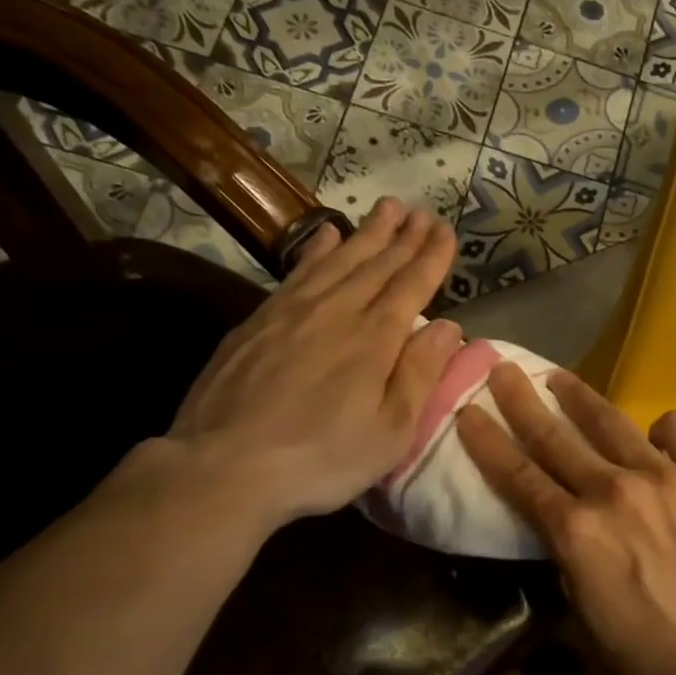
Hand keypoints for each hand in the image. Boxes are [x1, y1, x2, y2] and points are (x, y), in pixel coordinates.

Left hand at [165, 199, 459, 535]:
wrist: (225, 465)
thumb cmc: (323, 457)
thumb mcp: (391, 431)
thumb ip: (420, 374)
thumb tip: (450, 327)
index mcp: (375, 339)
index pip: (411, 285)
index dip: (431, 257)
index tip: (446, 230)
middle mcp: (337, 311)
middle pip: (377, 265)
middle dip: (404, 237)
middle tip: (423, 212)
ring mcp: (292, 311)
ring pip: (339, 259)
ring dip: (367, 233)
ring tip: (387, 209)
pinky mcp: (258, 320)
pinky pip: (298, 271)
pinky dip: (318, 249)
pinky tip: (327, 235)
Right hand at [457, 363, 675, 674]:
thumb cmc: (652, 655)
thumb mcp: (587, 618)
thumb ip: (570, 564)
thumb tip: (569, 535)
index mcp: (575, 532)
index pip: (518, 478)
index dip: (488, 443)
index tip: (468, 412)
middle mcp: (611, 491)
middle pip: (555, 438)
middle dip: (521, 401)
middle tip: (502, 370)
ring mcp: (662, 477)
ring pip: (610, 424)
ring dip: (579, 397)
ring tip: (560, 377)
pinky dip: (663, 430)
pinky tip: (659, 438)